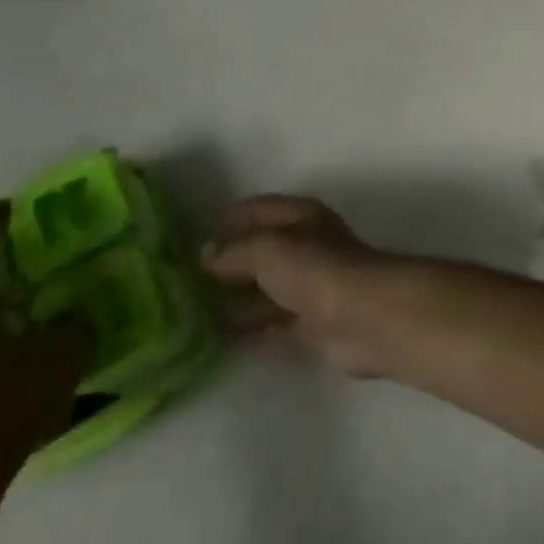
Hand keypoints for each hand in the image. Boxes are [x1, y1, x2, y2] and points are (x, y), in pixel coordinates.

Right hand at [201, 195, 392, 376]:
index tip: (192, 231)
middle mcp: (306, 246)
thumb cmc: (316, 269)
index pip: (260, 209)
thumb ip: (234, 251)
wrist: (364, 316)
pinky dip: (246, 326)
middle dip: (226, 260)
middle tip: (179, 276)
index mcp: (302, 217)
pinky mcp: (309, 323)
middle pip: (261, 249)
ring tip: (187, 307)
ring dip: (233, 296)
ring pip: (264, 287)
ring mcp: (309, 285)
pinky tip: (213, 335)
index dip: (231, 217)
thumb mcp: (267, 249)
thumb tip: (206, 255)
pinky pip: (269, 321)